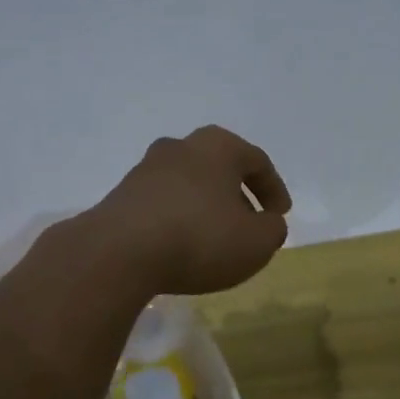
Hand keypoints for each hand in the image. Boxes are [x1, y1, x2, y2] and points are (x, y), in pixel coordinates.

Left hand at [89, 127, 291, 294]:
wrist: (119, 252)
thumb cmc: (200, 238)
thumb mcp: (257, 242)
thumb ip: (272, 229)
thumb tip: (266, 223)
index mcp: (217, 146)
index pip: (256, 161)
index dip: (274, 189)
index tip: (280, 215)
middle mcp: (179, 147)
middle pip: (218, 167)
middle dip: (236, 194)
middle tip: (248, 224)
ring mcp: (145, 170)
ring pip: (187, 184)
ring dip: (205, 207)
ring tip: (214, 239)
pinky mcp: (121, 196)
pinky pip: (161, 204)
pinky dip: (177, 220)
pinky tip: (180, 246)